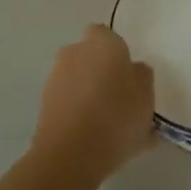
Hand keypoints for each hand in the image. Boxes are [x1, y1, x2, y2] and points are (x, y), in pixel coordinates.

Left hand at [31, 25, 155, 184]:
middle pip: (89, 57)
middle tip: (120, 96)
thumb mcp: (147, 94)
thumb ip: (141, 76)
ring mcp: (55, 80)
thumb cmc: (117, 115)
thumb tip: (132, 71)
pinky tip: (96, 139)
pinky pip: (68, 105)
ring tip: (109, 125)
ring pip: (77, 81)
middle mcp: (74, 53)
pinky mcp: (43, 107)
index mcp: (102, 43)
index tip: (128, 71)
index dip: (116, 50)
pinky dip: (79, 115)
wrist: (71, 155)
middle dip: (100, 71)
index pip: (106, 33)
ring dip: (89, 94)